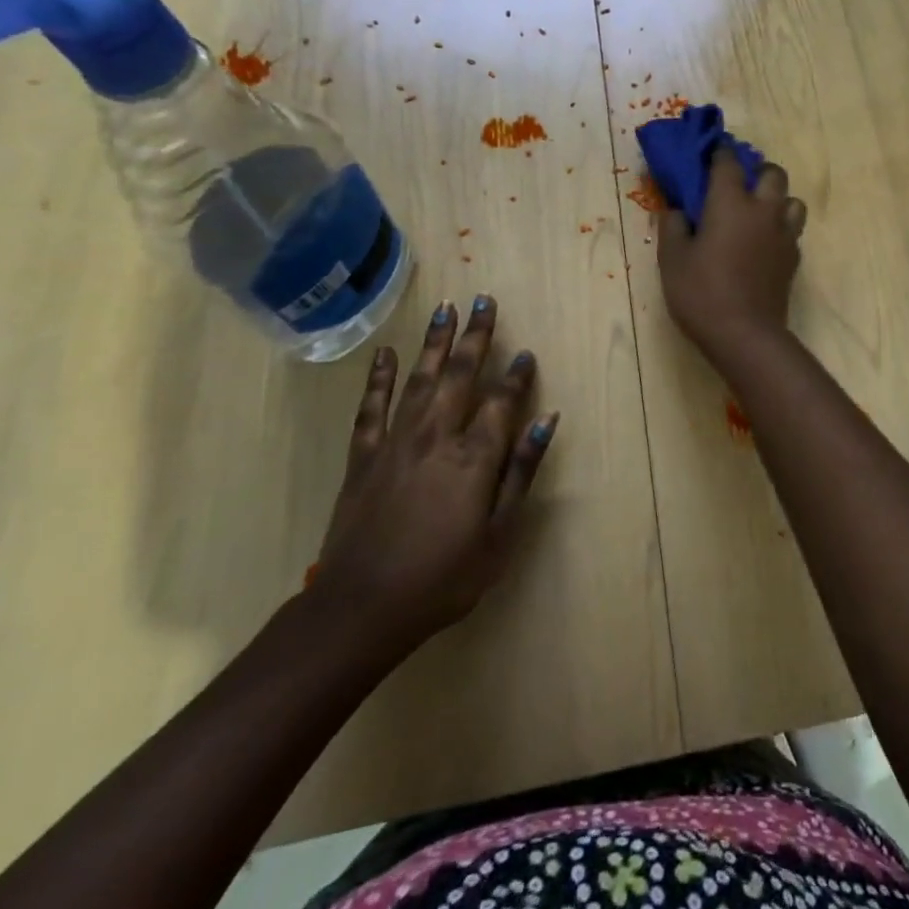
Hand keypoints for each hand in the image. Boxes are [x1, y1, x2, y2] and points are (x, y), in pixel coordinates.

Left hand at [307, 296, 557, 660]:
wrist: (361, 608)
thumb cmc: (443, 578)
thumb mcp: (499, 535)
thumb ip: (522, 472)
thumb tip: (547, 421)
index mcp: (474, 457)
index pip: (502, 401)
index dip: (517, 375)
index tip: (526, 353)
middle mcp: (436, 436)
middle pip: (461, 375)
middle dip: (475, 336)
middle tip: (483, 300)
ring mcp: (396, 442)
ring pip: (420, 379)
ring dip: (435, 342)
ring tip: (446, 309)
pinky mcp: (364, 456)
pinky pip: (372, 407)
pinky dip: (378, 378)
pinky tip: (384, 353)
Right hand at [658, 149, 806, 358]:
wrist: (745, 334)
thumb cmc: (701, 293)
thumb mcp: (672, 259)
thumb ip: (673, 226)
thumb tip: (677, 209)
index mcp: (730, 202)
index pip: (728, 162)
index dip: (719, 152)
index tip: (711, 152)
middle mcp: (763, 210)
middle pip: (773, 172)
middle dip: (757, 170)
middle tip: (738, 185)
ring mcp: (783, 234)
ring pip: (792, 200)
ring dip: (777, 199)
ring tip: (757, 214)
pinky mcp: (793, 258)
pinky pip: (793, 230)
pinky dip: (780, 227)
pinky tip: (764, 243)